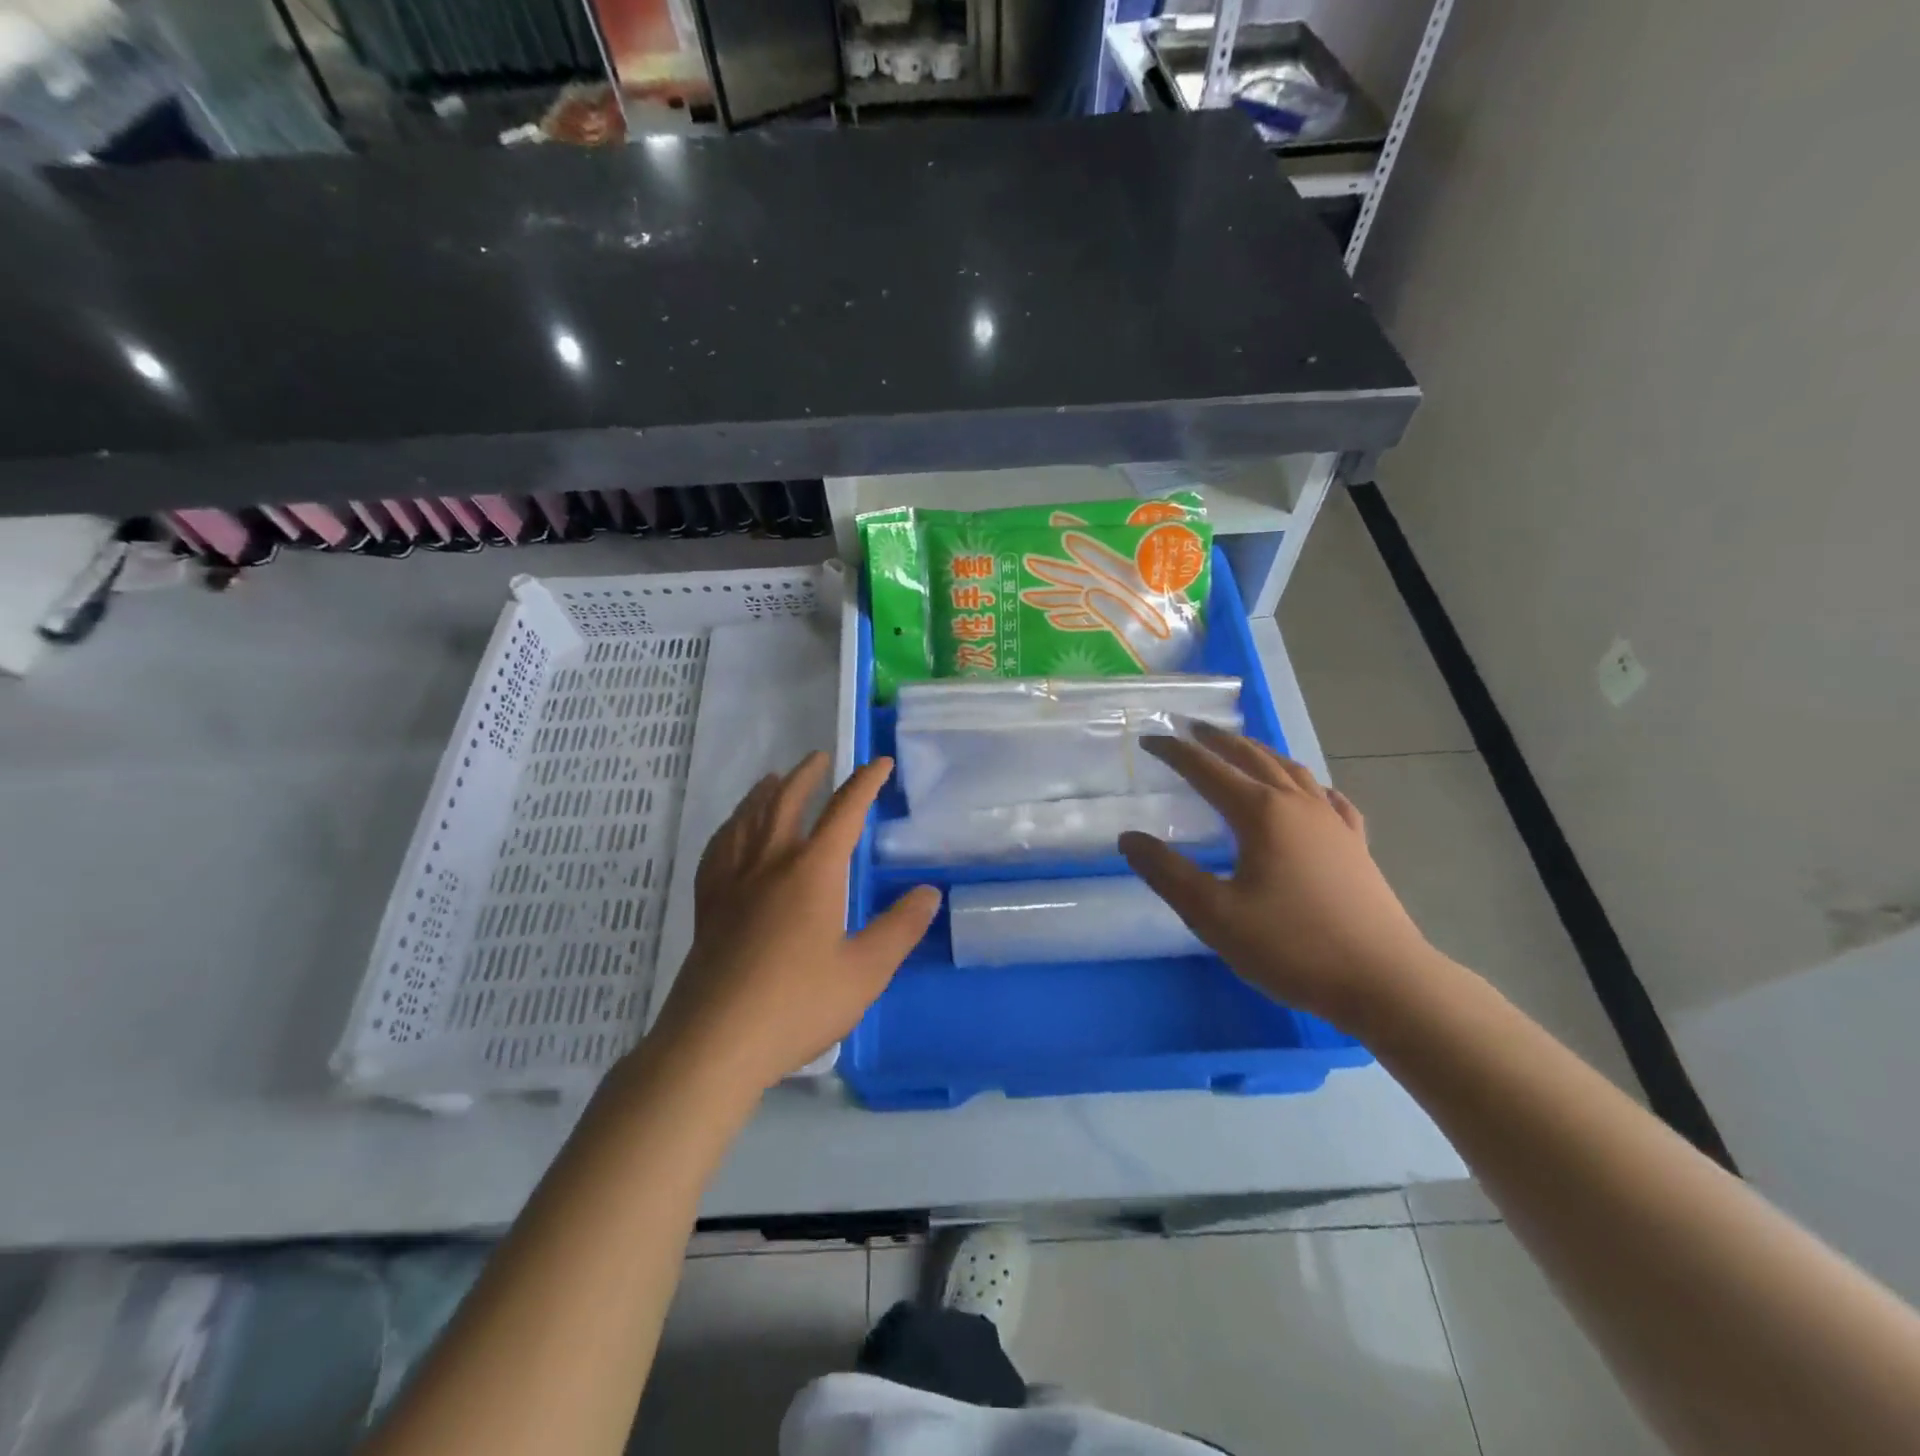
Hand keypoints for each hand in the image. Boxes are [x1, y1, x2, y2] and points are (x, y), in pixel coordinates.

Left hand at [647, 752, 940, 1093]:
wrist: (715, 1043)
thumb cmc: (798, 1005)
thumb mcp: (865, 972)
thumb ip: (899, 929)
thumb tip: (928, 892)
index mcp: (812, 872)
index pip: (844, 812)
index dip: (864, 783)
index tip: (879, 764)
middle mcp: (770, 865)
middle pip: (786, 803)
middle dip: (807, 776)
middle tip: (820, 757)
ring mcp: (732, 884)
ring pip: (747, 821)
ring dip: (764, 793)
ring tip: (772, 778)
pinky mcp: (708, 907)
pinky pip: (717, 852)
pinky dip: (729, 829)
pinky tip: (731, 832)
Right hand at [1118, 724, 1436, 1033]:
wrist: (1384, 981)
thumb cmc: (1291, 946)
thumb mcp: (1214, 914)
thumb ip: (1167, 873)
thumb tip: (1129, 838)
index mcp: (1261, 813)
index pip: (1207, 769)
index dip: (1175, 752)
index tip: (1149, 739)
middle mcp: (1298, 804)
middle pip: (1252, 756)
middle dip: (1219, 740)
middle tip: (1192, 727)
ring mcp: (1333, 822)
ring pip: (1292, 770)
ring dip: (1260, 752)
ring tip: (1241, 749)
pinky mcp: (1356, 845)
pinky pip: (1328, 798)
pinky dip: (1308, 785)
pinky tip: (1311, 792)